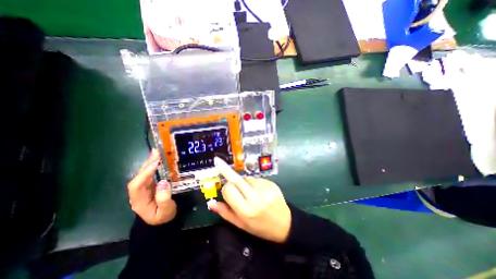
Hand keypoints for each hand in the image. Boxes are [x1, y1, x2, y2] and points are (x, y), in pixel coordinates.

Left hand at [126, 150, 176, 224]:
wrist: (161, 221)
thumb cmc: (164, 216)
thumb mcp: (166, 210)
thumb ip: (164, 198)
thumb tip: (163, 182)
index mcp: (139, 201)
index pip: (137, 185)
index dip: (145, 173)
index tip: (156, 163)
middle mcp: (138, 193)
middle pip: (138, 177)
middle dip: (147, 164)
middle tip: (156, 152)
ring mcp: (143, 189)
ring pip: (143, 174)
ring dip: (149, 163)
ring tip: (157, 152)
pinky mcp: (149, 185)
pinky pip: (149, 174)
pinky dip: (153, 166)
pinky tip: (157, 159)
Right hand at [208, 158, 291, 243]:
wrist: (284, 224)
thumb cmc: (260, 227)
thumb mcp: (241, 224)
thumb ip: (225, 213)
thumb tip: (211, 202)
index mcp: (246, 210)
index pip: (229, 189)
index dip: (226, 188)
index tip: (227, 191)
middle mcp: (256, 197)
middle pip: (237, 179)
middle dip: (228, 172)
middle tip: (219, 162)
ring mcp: (265, 188)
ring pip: (247, 178)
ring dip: (244, 182)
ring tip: (250, 192)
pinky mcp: (271, 183)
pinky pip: (256, 178)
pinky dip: (254, 183)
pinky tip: (259, 191)